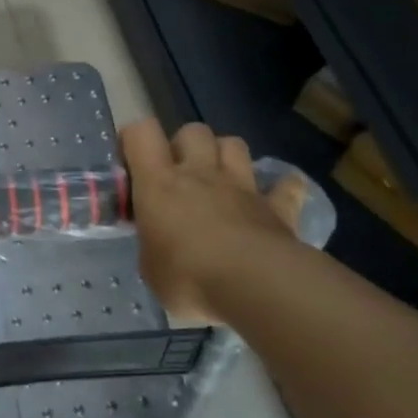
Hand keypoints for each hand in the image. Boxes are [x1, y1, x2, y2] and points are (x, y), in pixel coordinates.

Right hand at [122, 119, 299, 321]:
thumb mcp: (151, 269)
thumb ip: (153, 247)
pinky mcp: (277, 207)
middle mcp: (200, 174)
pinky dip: (282, 189)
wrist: (257, 286)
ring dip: (225, 155)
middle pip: (193, 131)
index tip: (131, 162)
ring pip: (234, 144)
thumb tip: (158, 248)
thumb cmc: (190, 278)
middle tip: (178, 174)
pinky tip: (275, 199)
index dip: (134, 138)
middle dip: (184, 144)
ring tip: (219, 180)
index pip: (141, 133)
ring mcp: (242, 186)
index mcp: (160, 184)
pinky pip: (286, 187)